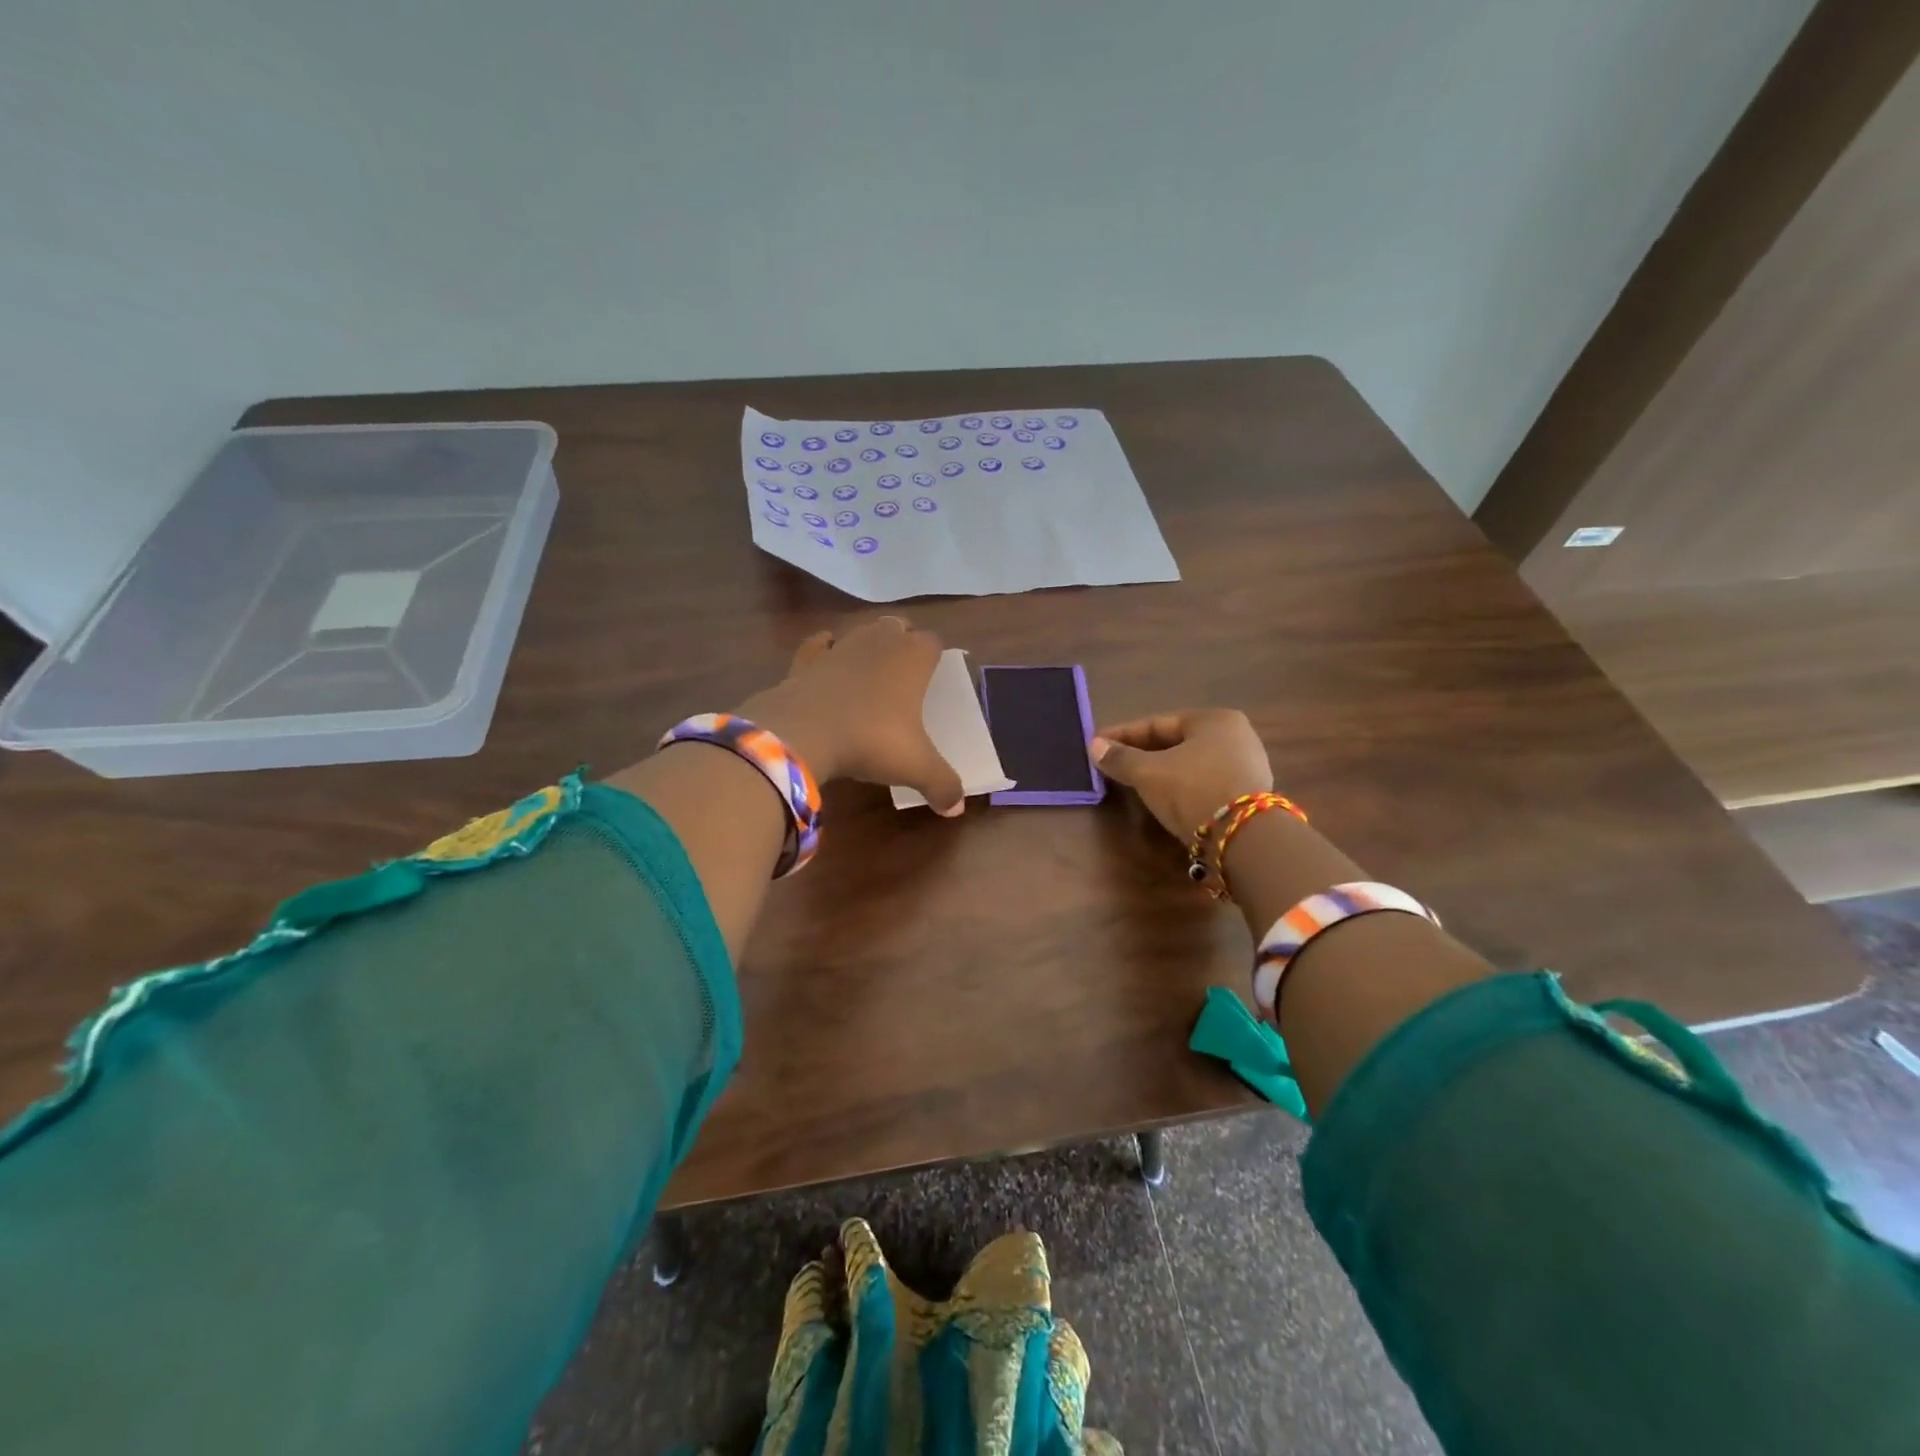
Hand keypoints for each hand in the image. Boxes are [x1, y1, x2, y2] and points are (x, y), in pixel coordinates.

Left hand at [737, 616, 964, 814]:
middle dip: (902, 643)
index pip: (932, 642)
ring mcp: (839, 647)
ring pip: (860, 633)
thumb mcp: (915, 768)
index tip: (934, 676)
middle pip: (897, 628)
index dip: (934, 656)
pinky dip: (825, 650)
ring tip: (869, 672)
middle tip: (904, 675)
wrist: (802, 734)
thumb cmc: (871, 741)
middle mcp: (878, 642)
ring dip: (867, 646)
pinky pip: (819, 646)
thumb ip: (942, 784)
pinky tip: (827, 663)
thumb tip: (956, 808)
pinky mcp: (805, 660)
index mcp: (912, 658)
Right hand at [1090, 709, 1272, 841]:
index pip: (1158, 723)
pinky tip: (1163, 797)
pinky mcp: (1249, 795)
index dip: (1123, 735)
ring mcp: (1247, 766)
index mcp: (1214, 719)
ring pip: (1190, 764)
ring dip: (1161, 771)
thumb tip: (1094, 746)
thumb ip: (1121, 758)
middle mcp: (1236, 735)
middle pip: (1176, 742)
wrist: (1245, 838)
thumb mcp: (1149, 773)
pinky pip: (1204, 782)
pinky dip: (1180, 786)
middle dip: (1142, 753)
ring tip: (1133, 782)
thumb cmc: (1193, 790)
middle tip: (1112, 764)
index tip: (1097, 744)